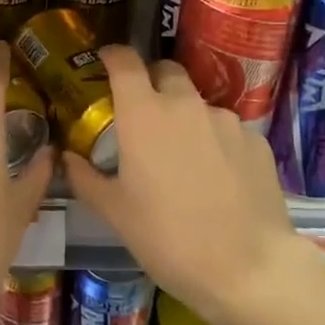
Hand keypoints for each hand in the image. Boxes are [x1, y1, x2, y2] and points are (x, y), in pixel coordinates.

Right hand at [64, 46, 297, 324]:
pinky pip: (227, 129)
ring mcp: (226, 120)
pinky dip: (215, 140)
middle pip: (166, 71)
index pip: (125, 61)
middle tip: (143, 114)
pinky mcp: (256, 140)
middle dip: (151, 82)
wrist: (247, 269)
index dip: (113, 55)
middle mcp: (185, 104)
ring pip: (198, 102)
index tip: (105, 61)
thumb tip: (67, 157)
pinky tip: (217, 177)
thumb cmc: (167, 238)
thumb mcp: (115, 212)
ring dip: (184, 116)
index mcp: (143, 113)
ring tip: (183, 157)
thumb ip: (85, 177)